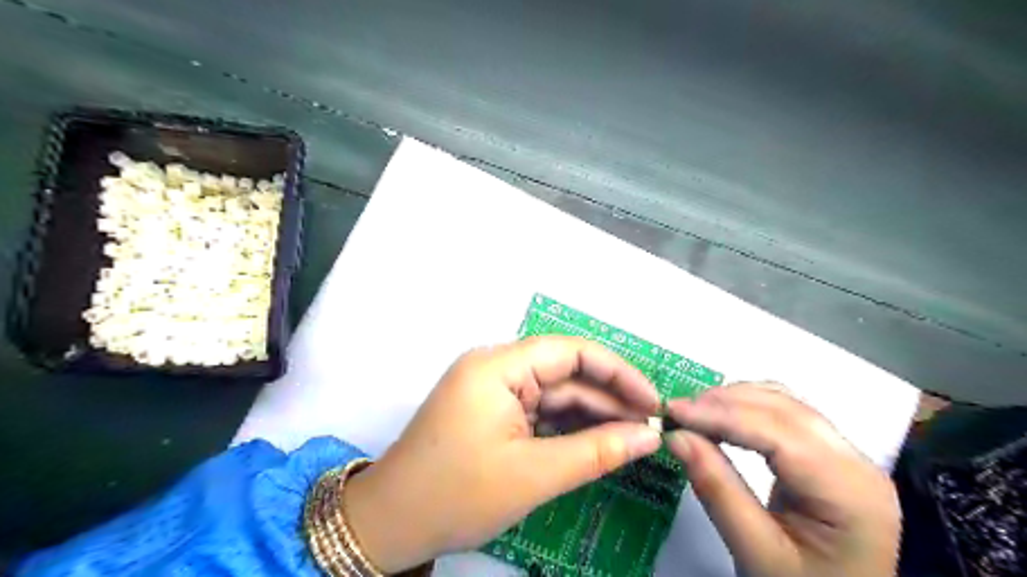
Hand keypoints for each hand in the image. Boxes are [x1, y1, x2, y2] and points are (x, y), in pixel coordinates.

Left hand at [340, 334, 662, 571]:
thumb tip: (648, 436)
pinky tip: (598, 440)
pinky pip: (539, 409)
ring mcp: (492, 389)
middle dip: (608, 397)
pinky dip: (568, 425)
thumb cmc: (456, 495)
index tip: (652, 400)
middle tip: (649, 426)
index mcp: (497, 367)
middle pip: (564, 372)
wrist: (391, 524)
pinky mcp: (491, 410)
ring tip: (633, 435)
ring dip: (591, 413)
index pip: (570, 352)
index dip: (617, 372)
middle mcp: (495, 367)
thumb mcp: (534, 475)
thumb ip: (596, 451)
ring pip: (554, 392)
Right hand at [667, 382, 899, 575]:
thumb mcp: (756, 553)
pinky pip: (785, 415)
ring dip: (733, 400)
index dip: (722, 416)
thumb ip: (717, 490)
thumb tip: (676, 436)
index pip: (779, 433)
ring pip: (784, 403)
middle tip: (676, 412)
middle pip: (784, 409)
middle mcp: (857, 463)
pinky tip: (720, 418)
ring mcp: (847, 455)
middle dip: (724, 403)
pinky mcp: (830, 455)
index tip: (673, 411)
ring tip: (692, 414)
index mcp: (850, 492)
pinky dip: (747, 407)